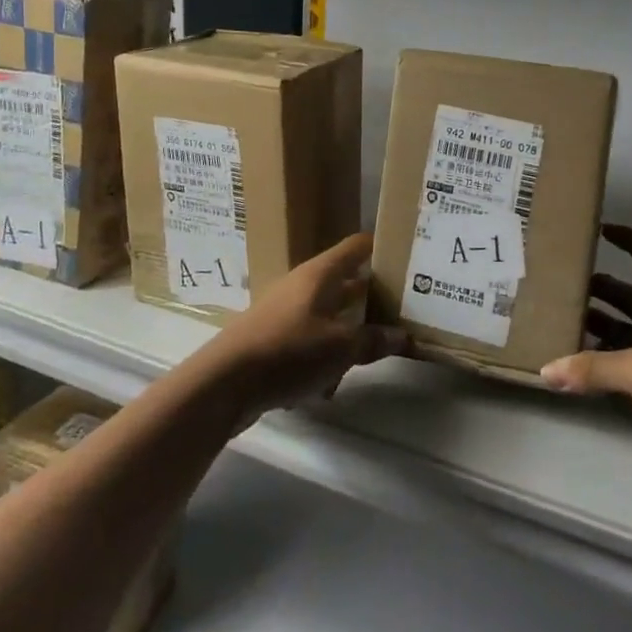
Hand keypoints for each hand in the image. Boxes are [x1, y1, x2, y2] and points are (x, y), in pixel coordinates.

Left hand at [206, 232, 410, 421]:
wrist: (224, 382)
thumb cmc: (289, 351)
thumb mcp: (340, 348)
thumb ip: (373, 340)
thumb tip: (403, 335)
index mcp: (321, 274)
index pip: (357, 247)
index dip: (382, 247)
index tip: (408, 256)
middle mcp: (303, 285)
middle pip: (345, 281)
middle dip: (372, 295)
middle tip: (404, 307)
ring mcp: (285, 311)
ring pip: (328, 314)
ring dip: (349, 331)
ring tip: (374, 351)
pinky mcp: (273, 337)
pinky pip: (309, 339)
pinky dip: (324, 355)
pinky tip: (329, 385)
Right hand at [541, 224, 631, 512]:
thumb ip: (594, 368)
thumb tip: (545, 370)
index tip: (601, 230)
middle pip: (629, 298)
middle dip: (599, 289)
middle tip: (560, 285)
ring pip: (621, 335)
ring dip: (594, 326)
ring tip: (555, 322)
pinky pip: (617, 372)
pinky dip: (595, 367)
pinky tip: (569, 368)